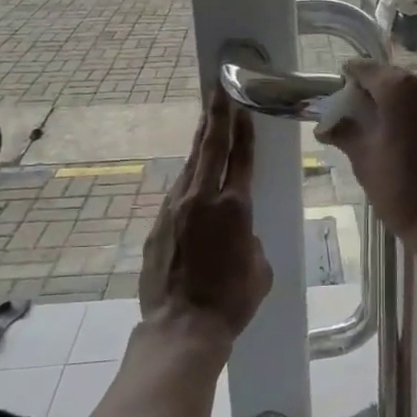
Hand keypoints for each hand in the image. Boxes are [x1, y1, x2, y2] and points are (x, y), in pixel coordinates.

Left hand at [139, 90, 272, 342]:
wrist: (182, 327)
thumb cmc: (232, 301)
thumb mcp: (259, 268)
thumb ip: (251, 240)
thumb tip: (240, 234)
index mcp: (235, 208)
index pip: (241, 158)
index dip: (243, 130)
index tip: (242, 105)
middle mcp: (202, 199)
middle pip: (210, 148)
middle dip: (216, 116)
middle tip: (217, 88)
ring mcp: (174, 210)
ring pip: (190, 166)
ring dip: (200, 142)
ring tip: (207, 121)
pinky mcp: (157, 226)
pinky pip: (177, 194)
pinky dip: (188, 180)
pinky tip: (192, 178)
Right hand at [317, 40, 416, 240]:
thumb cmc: (401, 192)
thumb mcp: (365, 160)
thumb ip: (346, 131)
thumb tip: (326, 125)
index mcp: (398, 88)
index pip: (367, 71)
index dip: (352, 76)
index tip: (344, 84)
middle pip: (396, 77)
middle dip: (380, 88)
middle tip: (367, 109)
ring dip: (408, 89)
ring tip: (397, 109)